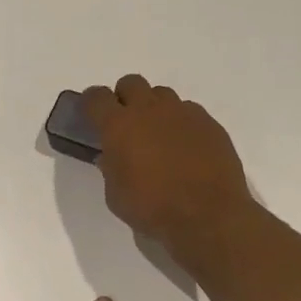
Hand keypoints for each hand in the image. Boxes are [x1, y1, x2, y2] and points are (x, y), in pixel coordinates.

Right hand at [81, 76, 252, 257]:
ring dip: (154, 108)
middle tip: (126, 124)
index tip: (91, 115)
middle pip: (131, 83)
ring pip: (162, 94)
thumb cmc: (153, 208)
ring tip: (158, 136)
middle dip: (124, 98)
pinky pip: (188, 111)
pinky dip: (180, 123)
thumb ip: (110, 169)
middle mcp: (150, 110)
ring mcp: (183, 113)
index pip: (96, 97)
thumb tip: (111, 156)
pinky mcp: (209, 123)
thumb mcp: (116, 196)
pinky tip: (185, 147)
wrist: (209, 216)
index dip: (91, 104)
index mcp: (119, 125)